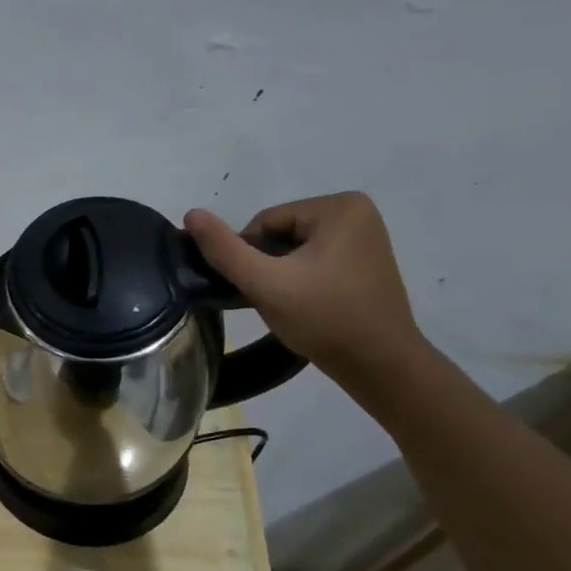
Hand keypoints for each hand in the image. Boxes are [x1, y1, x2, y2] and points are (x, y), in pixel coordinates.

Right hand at [184, 192, 424, 379]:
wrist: (380, 364)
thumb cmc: (324, 319)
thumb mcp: (266, 283)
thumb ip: (225, 249)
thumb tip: (191, 214)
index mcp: (339, 206)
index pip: (265, 222)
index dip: (249, 256)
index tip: (257, 289)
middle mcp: (357, 212)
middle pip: (281, 234)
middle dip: (268, 266)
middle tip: (273, 301)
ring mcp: (365, 237)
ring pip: (295, 250)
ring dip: (281, 275)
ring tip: (288, 306)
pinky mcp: (365, 260)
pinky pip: (315, 261)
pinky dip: (301, 280)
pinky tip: (304, 305)